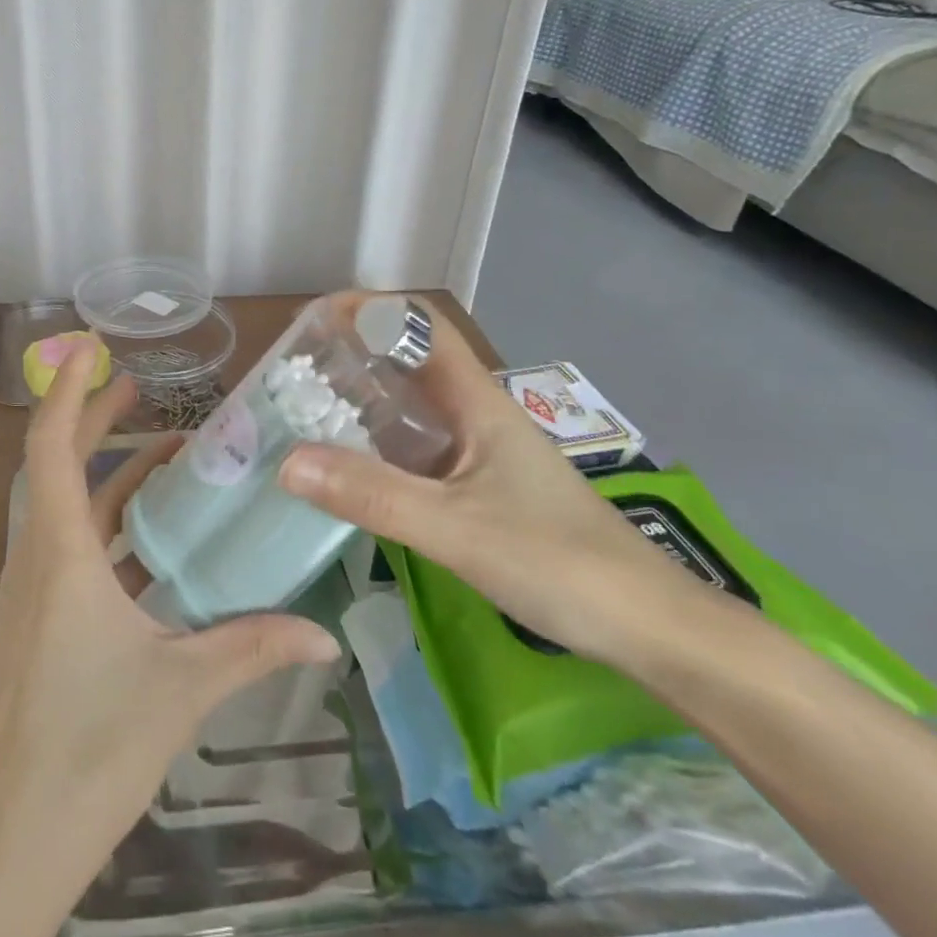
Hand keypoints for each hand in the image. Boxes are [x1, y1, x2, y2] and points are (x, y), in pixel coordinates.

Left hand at [0, 345, 339, 936]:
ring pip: (67, 507)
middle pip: (56, 465)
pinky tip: (156, 540)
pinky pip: (75, 548)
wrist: (14, 838)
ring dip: (107, 473)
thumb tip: (324, 635)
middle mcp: (38, 559)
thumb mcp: (181, 687)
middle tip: (138, 387)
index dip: (64, 390)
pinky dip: (110, 524)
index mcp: (60, 554)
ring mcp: (34, 592)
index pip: (49, 447)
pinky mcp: (40, 622)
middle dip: (92, 418)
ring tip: (164, 454)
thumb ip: (253, 647)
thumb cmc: (90, 748)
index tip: (86, 347)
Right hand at [279, 299, 708, 665]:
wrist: (649, 628)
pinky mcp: (482, 490)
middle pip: (410, 363)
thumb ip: (373, 495)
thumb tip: (287, 461)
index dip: (371, 309)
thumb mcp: (456, 528)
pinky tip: (349, 470)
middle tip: (293, 373)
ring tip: (305, 414)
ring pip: (412, 409)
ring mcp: (481, 454)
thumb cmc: (559, 563)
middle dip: (353, 356)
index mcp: (478, 403)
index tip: (315, 321)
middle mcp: (477, 417)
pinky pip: (418, 451)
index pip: (422, 326)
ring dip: (362, 402)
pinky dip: (378, 447)